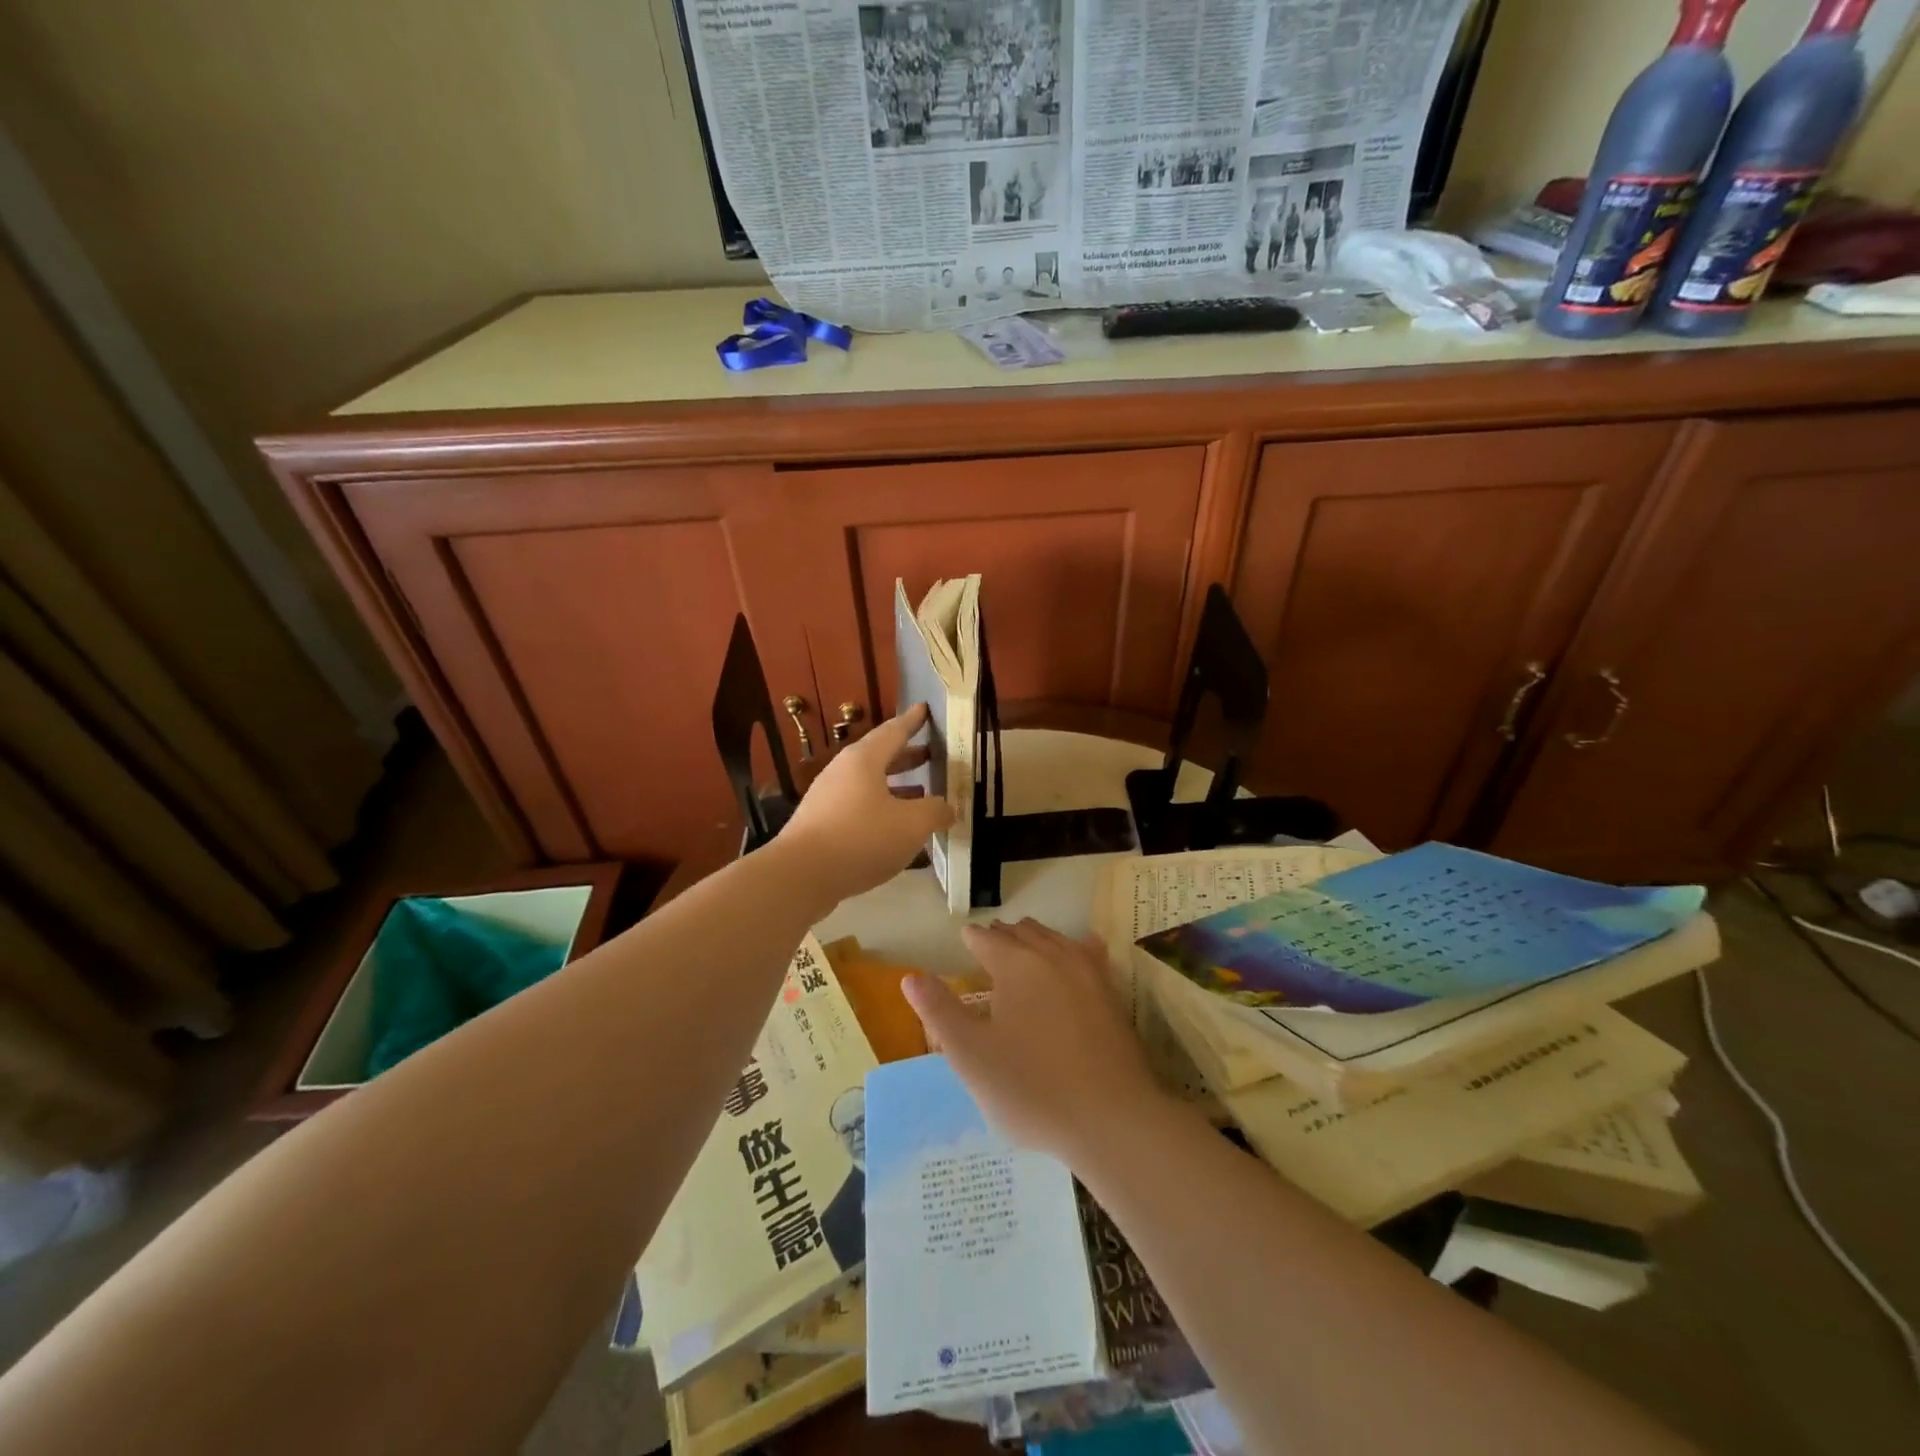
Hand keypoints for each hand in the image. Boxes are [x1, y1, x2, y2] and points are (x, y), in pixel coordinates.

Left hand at [779, 704, 953, 904]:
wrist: (801, 875)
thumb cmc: (861, 838)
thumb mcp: (911, 824)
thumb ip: (935, 811)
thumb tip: (948, 808)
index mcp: (864, 760)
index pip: (894, 731)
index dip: (913, 721)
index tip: (924, 708)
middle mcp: (843, 771)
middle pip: (879, 756)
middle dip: (907, 755)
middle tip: (931, 754)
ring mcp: (828, 797)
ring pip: (868, 783)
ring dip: (895, 785)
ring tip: (921, 792)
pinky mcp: (821, 823)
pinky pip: (858, 806)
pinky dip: (881, 807)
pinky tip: (895, 828)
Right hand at [901, 919, 1172, 1165]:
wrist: (1112, 1119)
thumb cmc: (1031, 1089)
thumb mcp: (970, 1056)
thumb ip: (939, 1011)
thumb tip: (911, 976)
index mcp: (1015, 964)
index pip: (985, 939)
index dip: (970, 941)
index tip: (963, 945)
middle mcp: (1052, 954)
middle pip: (1021, 932)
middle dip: (1001, 937)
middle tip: (987, 950)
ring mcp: (1088, 970)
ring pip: (1054, 938)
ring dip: (1033, 939)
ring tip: (1021, 951)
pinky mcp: (1112, 991)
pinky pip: (1088, 952)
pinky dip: (1073, 948)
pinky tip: (1075, 954)